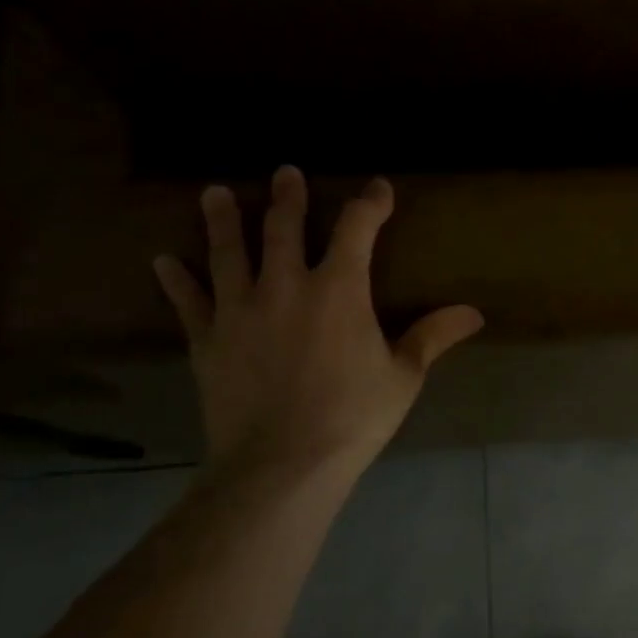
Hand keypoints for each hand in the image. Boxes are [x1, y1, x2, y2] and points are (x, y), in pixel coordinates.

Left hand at [153, 168, 483, 487]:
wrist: (282, 464)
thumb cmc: (353, 417)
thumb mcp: (403, 376)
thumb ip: (433, 337)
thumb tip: (474, 313)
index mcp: (339, 289)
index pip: (357, 229)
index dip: (369, 204)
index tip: (378, 189)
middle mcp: (285, 286)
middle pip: (283, 227)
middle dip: (287, 197)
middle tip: (284, 172)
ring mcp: (240, 310)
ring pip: (228, 252)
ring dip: (223, 220)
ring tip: (215, 192)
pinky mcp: (208, 340)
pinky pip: (189, 302)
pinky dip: (177, 280)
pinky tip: (164, 261)